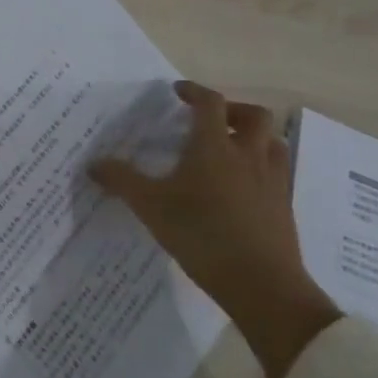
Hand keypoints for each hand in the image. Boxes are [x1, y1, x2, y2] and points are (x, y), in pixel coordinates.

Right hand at [91, 81, 339, 377]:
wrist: (263, 286)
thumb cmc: (202, 235)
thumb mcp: (150, 207)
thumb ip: (121, 181)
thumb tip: (93, 163)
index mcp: (214, 147)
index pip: (210, 103)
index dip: (194, 91)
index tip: (178, 91)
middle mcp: (248, 156)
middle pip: (255, 116)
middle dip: (233, 110)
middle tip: (210, 120)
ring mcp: (272, 182)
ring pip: (274, 143)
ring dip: (254, 137)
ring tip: (232, 150)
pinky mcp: (284, 207)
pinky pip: (278, 173)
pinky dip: (262, 168)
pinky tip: (243, 187)